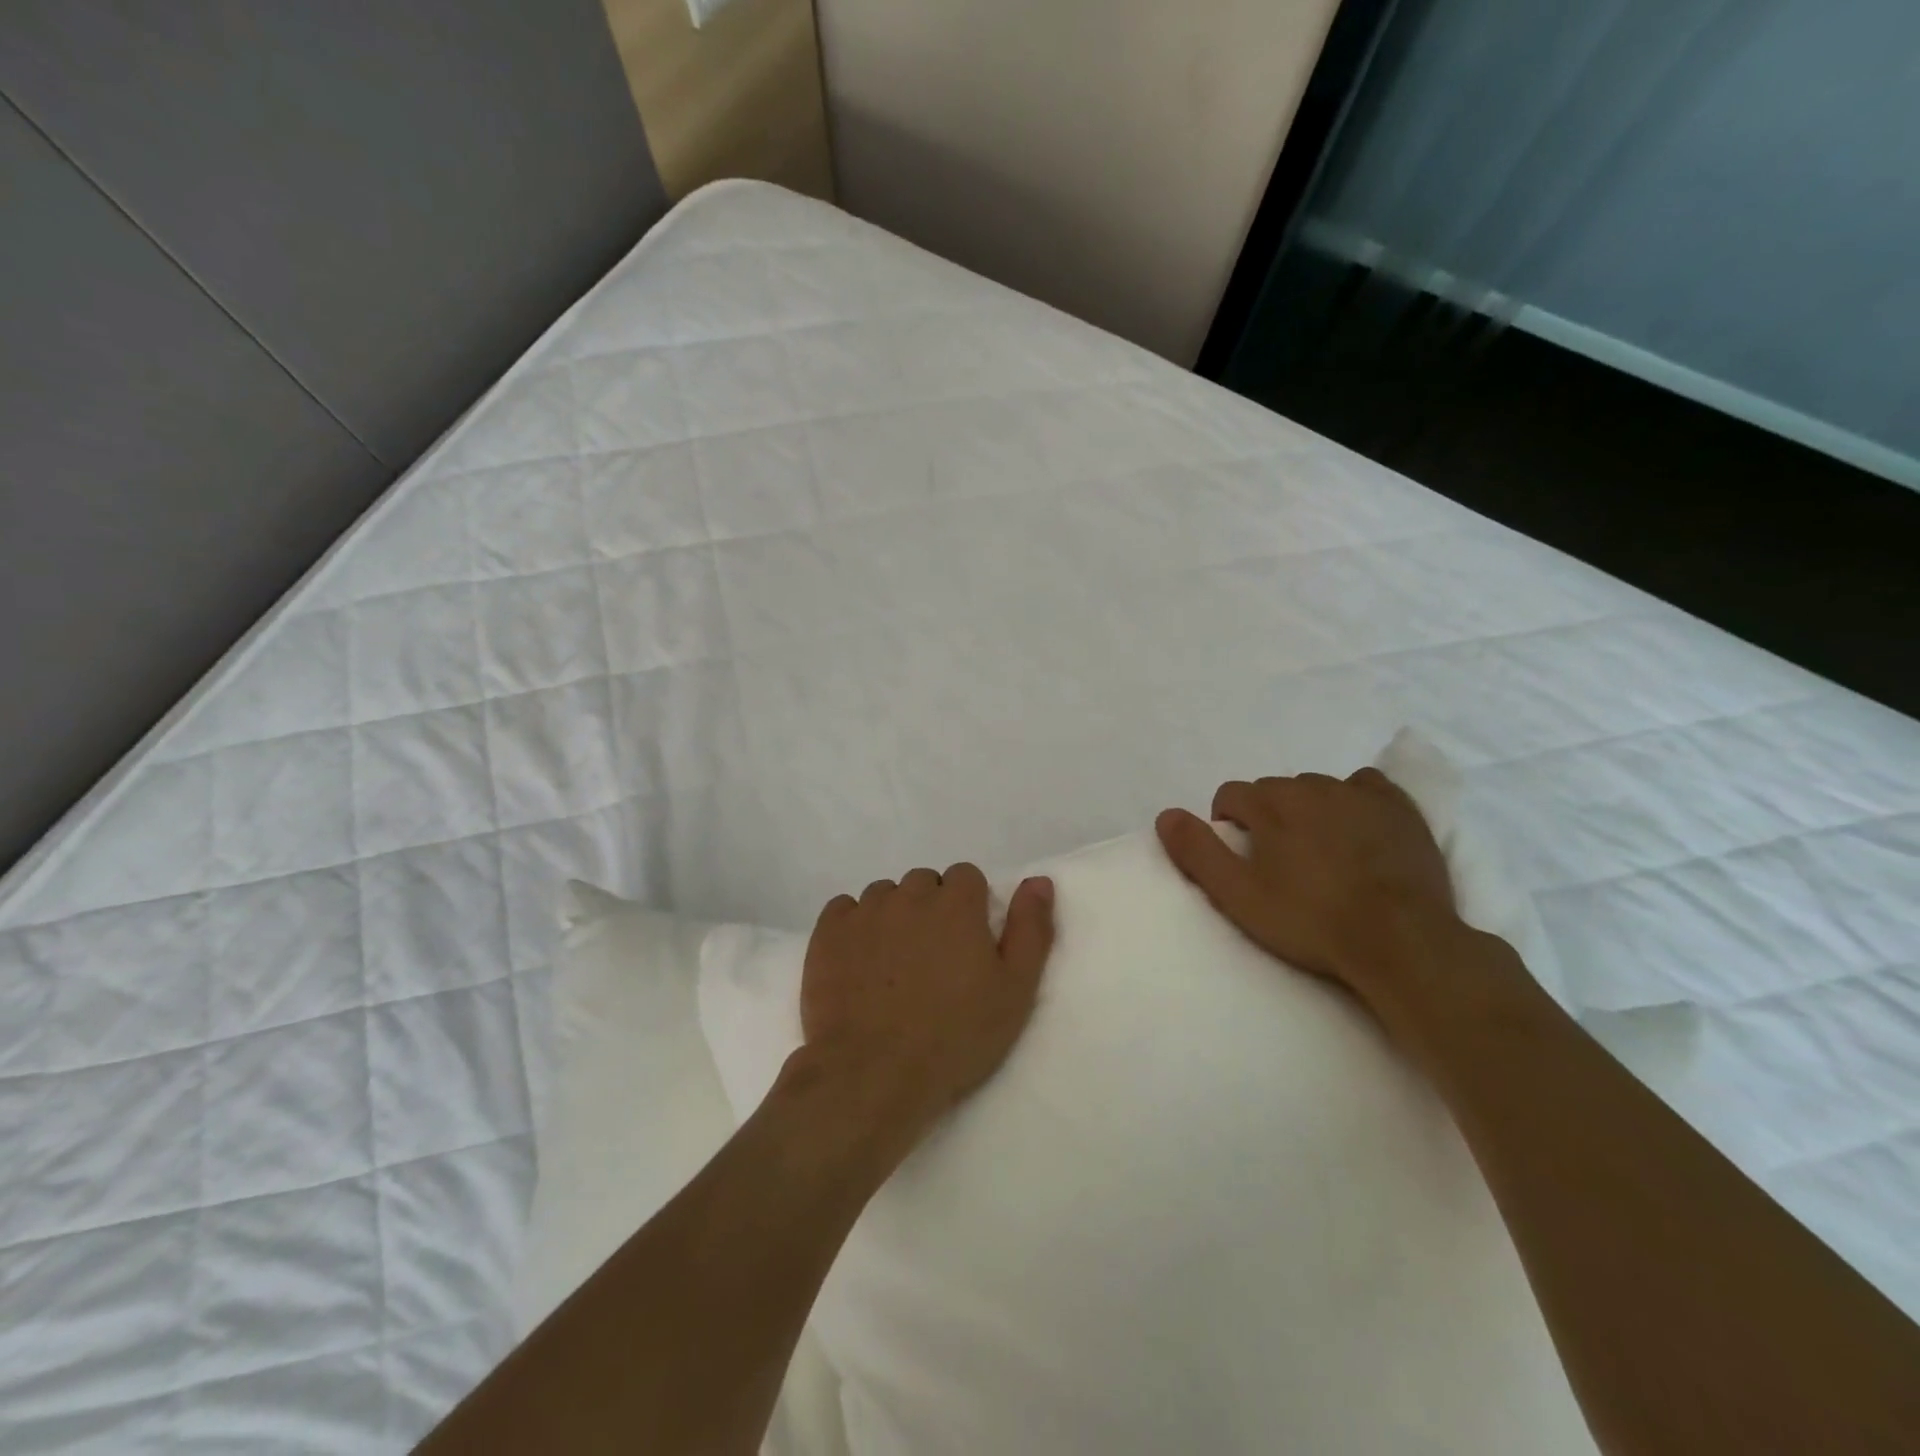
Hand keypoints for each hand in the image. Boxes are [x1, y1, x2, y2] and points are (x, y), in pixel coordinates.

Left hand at [799, 865, 1054, 1154]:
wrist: (873, 1074)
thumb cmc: (954, 1037)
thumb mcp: (1015, 990)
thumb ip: (1031, 929)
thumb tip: (1039, 881)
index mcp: (957, 903)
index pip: (966, 876)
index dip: (970, 907)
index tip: (967, 944)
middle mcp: (910, 895)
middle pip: (924, 883)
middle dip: (931, 909)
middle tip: (932, 960)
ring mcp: (865, 911)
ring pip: (885, 896)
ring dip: (893, 917)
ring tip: (893, 966)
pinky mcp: (828, 932)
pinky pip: (844, 909)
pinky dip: (853, 926)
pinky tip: (858, 962)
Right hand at [1155, 769, 1476, 1023]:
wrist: (1400, 940)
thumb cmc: (1310, 919)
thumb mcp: (1237, 894)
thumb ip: (1197, 851)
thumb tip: (1166, 815)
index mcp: (1269, 803)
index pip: (1230, 795)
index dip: (1228, 824)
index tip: (1241, 858)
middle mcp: (1310, 786)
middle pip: (1273, 790)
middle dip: (1267, 816)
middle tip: (1280, 863)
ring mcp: (1358, 793)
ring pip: (1317, 788)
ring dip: (1309, 810)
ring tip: (1321, 853)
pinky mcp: (1398, 807)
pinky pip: (1364, 786)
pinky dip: (1354, 801)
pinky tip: (1358, 830)